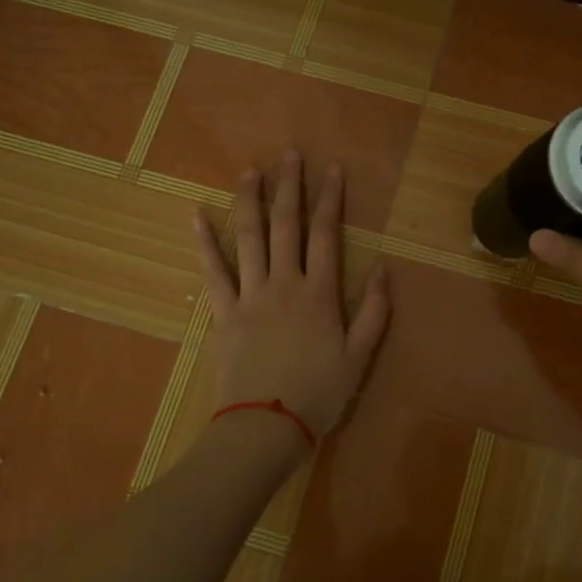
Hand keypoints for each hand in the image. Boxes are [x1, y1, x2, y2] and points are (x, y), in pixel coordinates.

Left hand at [194, 151, 389, 445]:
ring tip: (249, 171)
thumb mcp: (360, 356)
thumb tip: (384, 268)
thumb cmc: (319, 394)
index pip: (326, 235)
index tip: (332, 169)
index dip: (330, 200)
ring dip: (249, 201)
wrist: (266, 427)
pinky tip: (198, 216)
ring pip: (249, 239)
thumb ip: (375, 311)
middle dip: (289, 188)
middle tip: (289, 155)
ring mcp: (250, 296)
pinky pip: (213, 273)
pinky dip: (205, 243)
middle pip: (286, 226)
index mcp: (319, 294)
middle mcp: (284, 284)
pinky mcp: (224, 314)